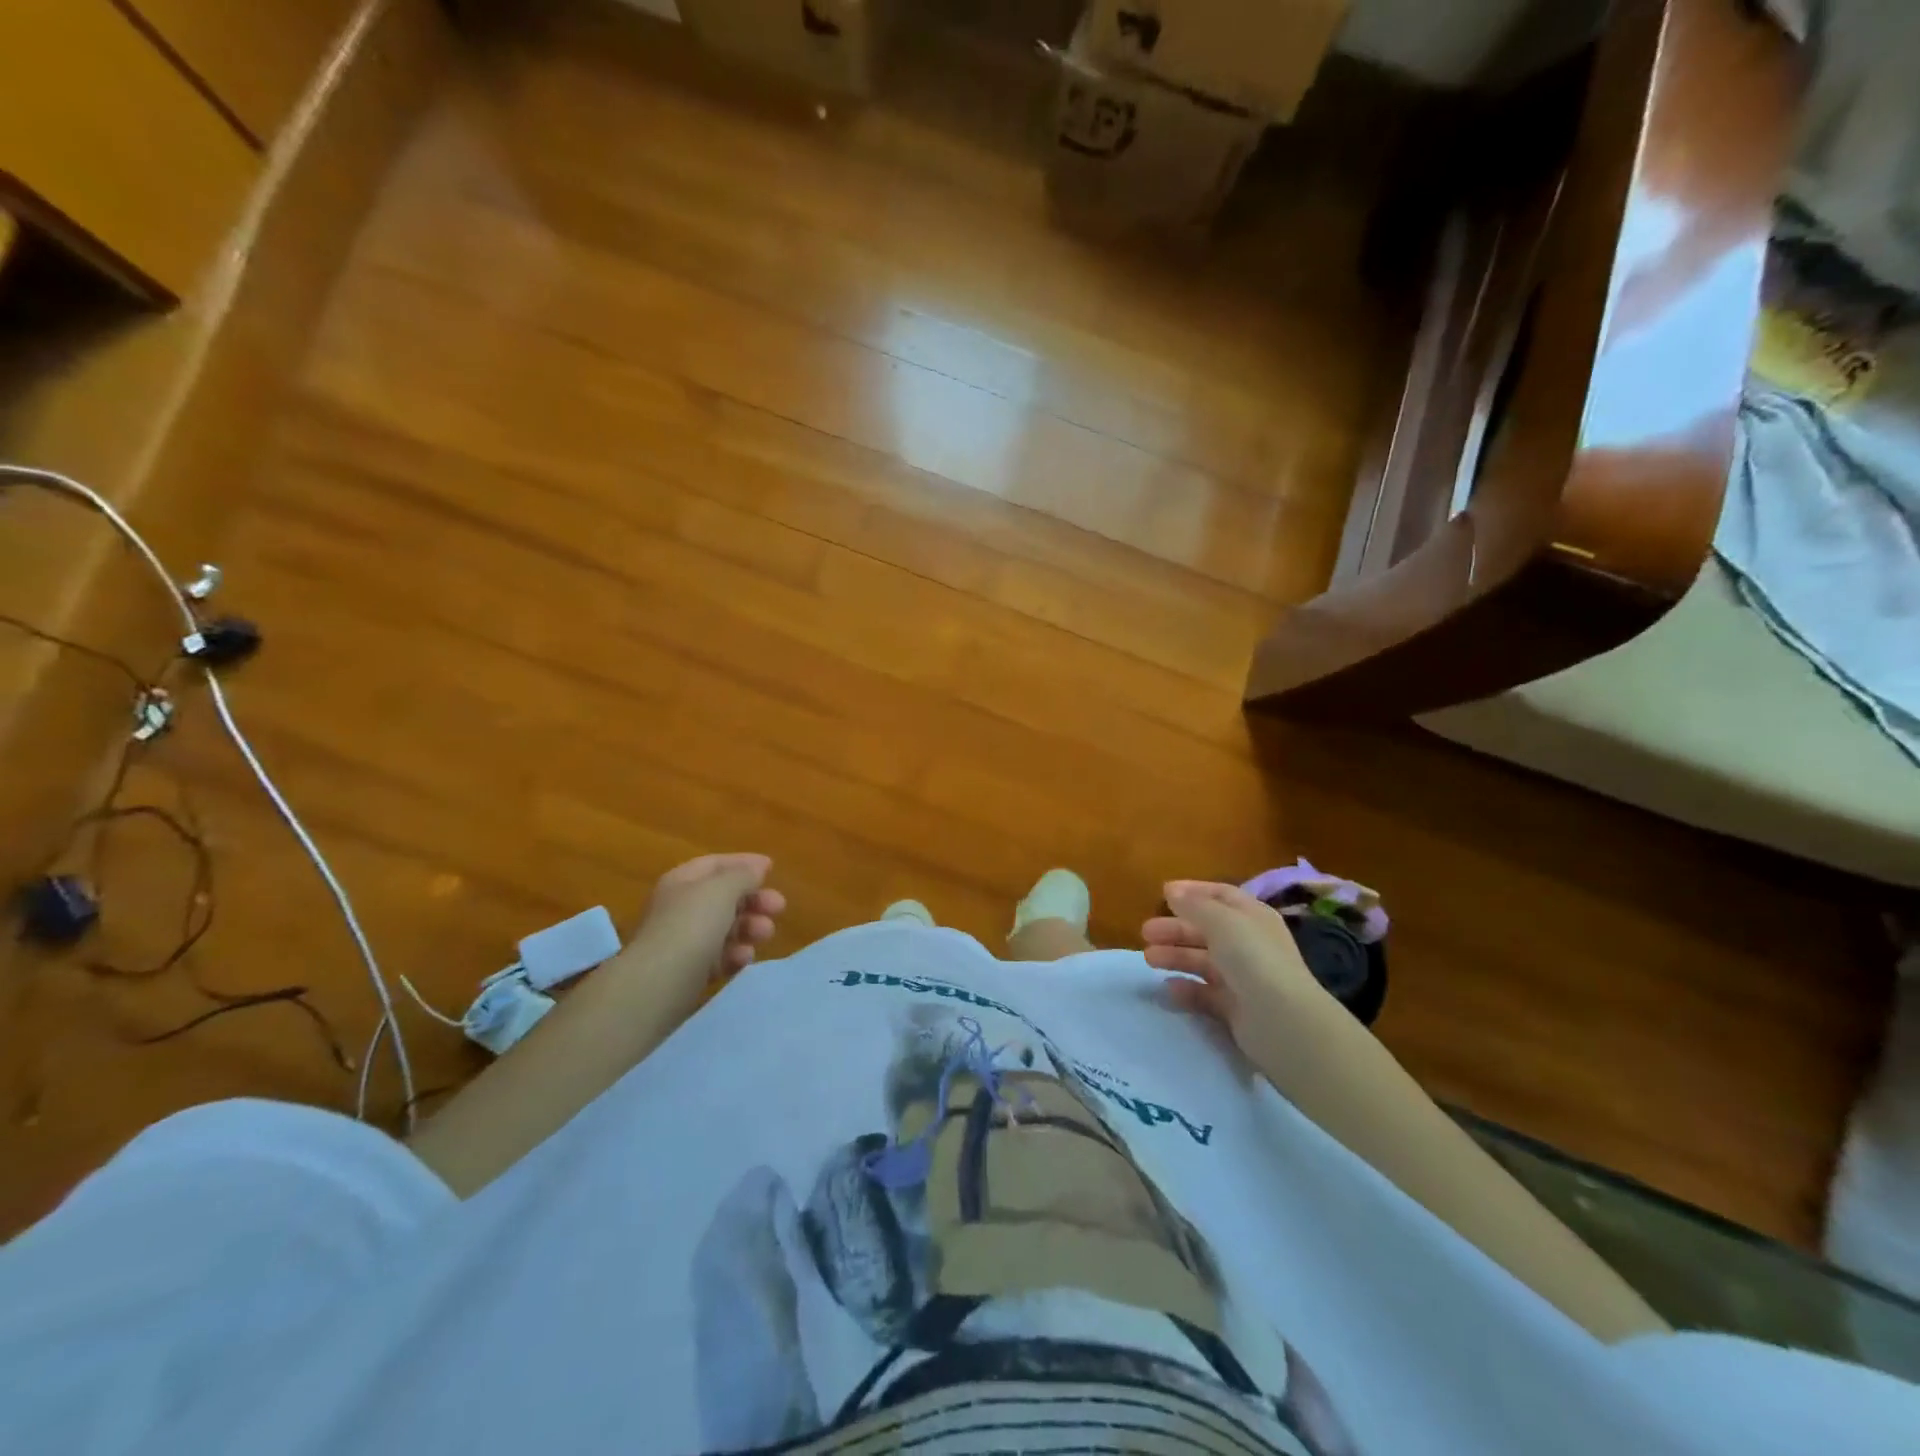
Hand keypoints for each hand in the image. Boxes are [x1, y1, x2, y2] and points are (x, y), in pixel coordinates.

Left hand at [634, 853, 785, 983]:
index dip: (744, 863)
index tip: (772, 869)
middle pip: (723, 898)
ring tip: (766, 934)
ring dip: (749, 927)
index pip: (715, 864)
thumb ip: (744, 875)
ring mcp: (682, 941)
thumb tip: (758, 866)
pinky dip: (734, 955)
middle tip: (779, 907)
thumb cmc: (691, 926)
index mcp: (682, 881)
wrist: (657, 985)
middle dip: (753, 900)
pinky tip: (744, 958)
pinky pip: (718, 957)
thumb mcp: (722, 890)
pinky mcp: (687, 972)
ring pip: (724, 928)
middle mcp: (680, 908)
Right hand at [1142, 881, 1330, 1059]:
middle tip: (1145, 933)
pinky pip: (1205, 994)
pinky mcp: (1236, 1008)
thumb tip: (1172, 890)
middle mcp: (1249, 944)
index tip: (1162, 893)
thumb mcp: (1222, 922)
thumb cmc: (1253, 959)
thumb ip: (1194, 905)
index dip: (1193, 892)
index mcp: (1252, 917)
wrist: (1283, 1022)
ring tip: (1149, 959)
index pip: (1221, 896)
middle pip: (1206, 930)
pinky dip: (1187, 989)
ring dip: (1175, 957)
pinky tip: (1170, 989)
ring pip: (1202, 961)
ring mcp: (1243, 978)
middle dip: (1175, 929)